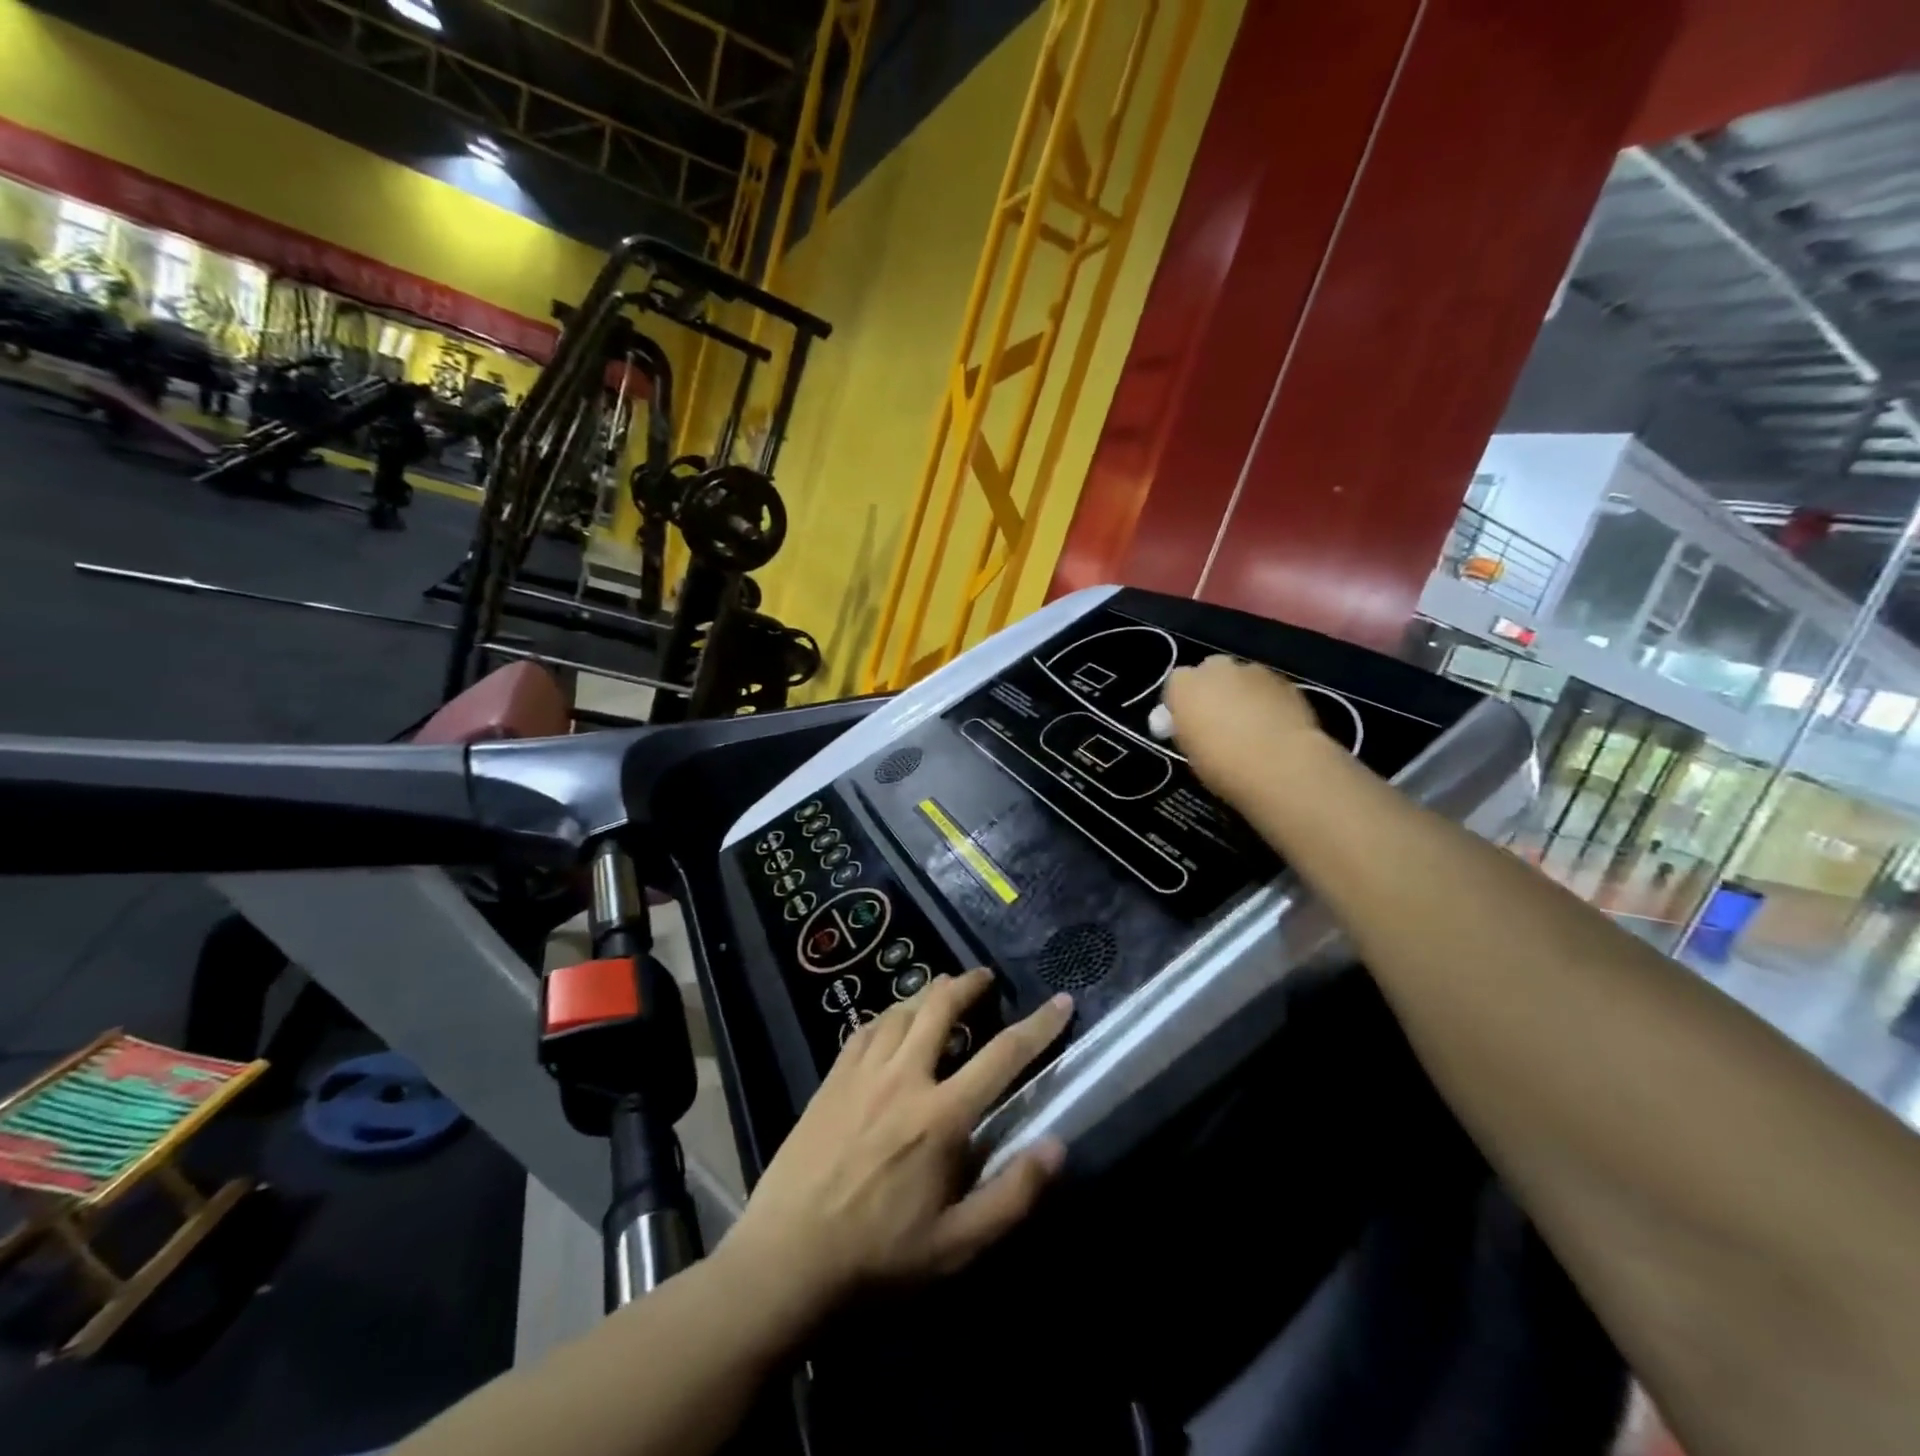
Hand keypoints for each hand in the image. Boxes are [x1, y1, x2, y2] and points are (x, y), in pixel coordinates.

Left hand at [721, 969, 1071, 1314]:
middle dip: (969, 984)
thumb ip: (1012, 1195)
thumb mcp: (958, 1246)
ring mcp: (863, 1074)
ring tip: (942, 992)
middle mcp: (905, 1079)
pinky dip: (886, 1017)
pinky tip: (890, 1023)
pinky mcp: (832, 1080)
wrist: (786, 1261)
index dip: (1039, 1025)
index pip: (1003, 1056)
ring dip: (927, 995)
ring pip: (900, 1011)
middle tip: (984, 977)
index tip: (1061, 1001)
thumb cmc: (879, 1258)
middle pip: (941, 1009)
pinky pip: (865, 1030)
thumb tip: (1057, 1145)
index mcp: (942, 1116)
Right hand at [1163, 655, 1329, 794]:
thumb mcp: (1190, 752)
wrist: (1280, 765)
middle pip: (1210, 671)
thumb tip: (1195, 725)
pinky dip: (1267, 700)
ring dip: (1241, 694)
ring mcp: (1252, 671)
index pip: (1175, 685)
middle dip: (1213, 690)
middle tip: (1219, 720)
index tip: (1189, 724)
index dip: (1182, 703)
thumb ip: (1188, 729)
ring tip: (1252, 724)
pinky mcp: (1284, 680)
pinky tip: (1274, 725)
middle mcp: (1215, 669)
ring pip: (1241, 677)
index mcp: (1184, 686)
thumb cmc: (1223, 764)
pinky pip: (1267, 687)